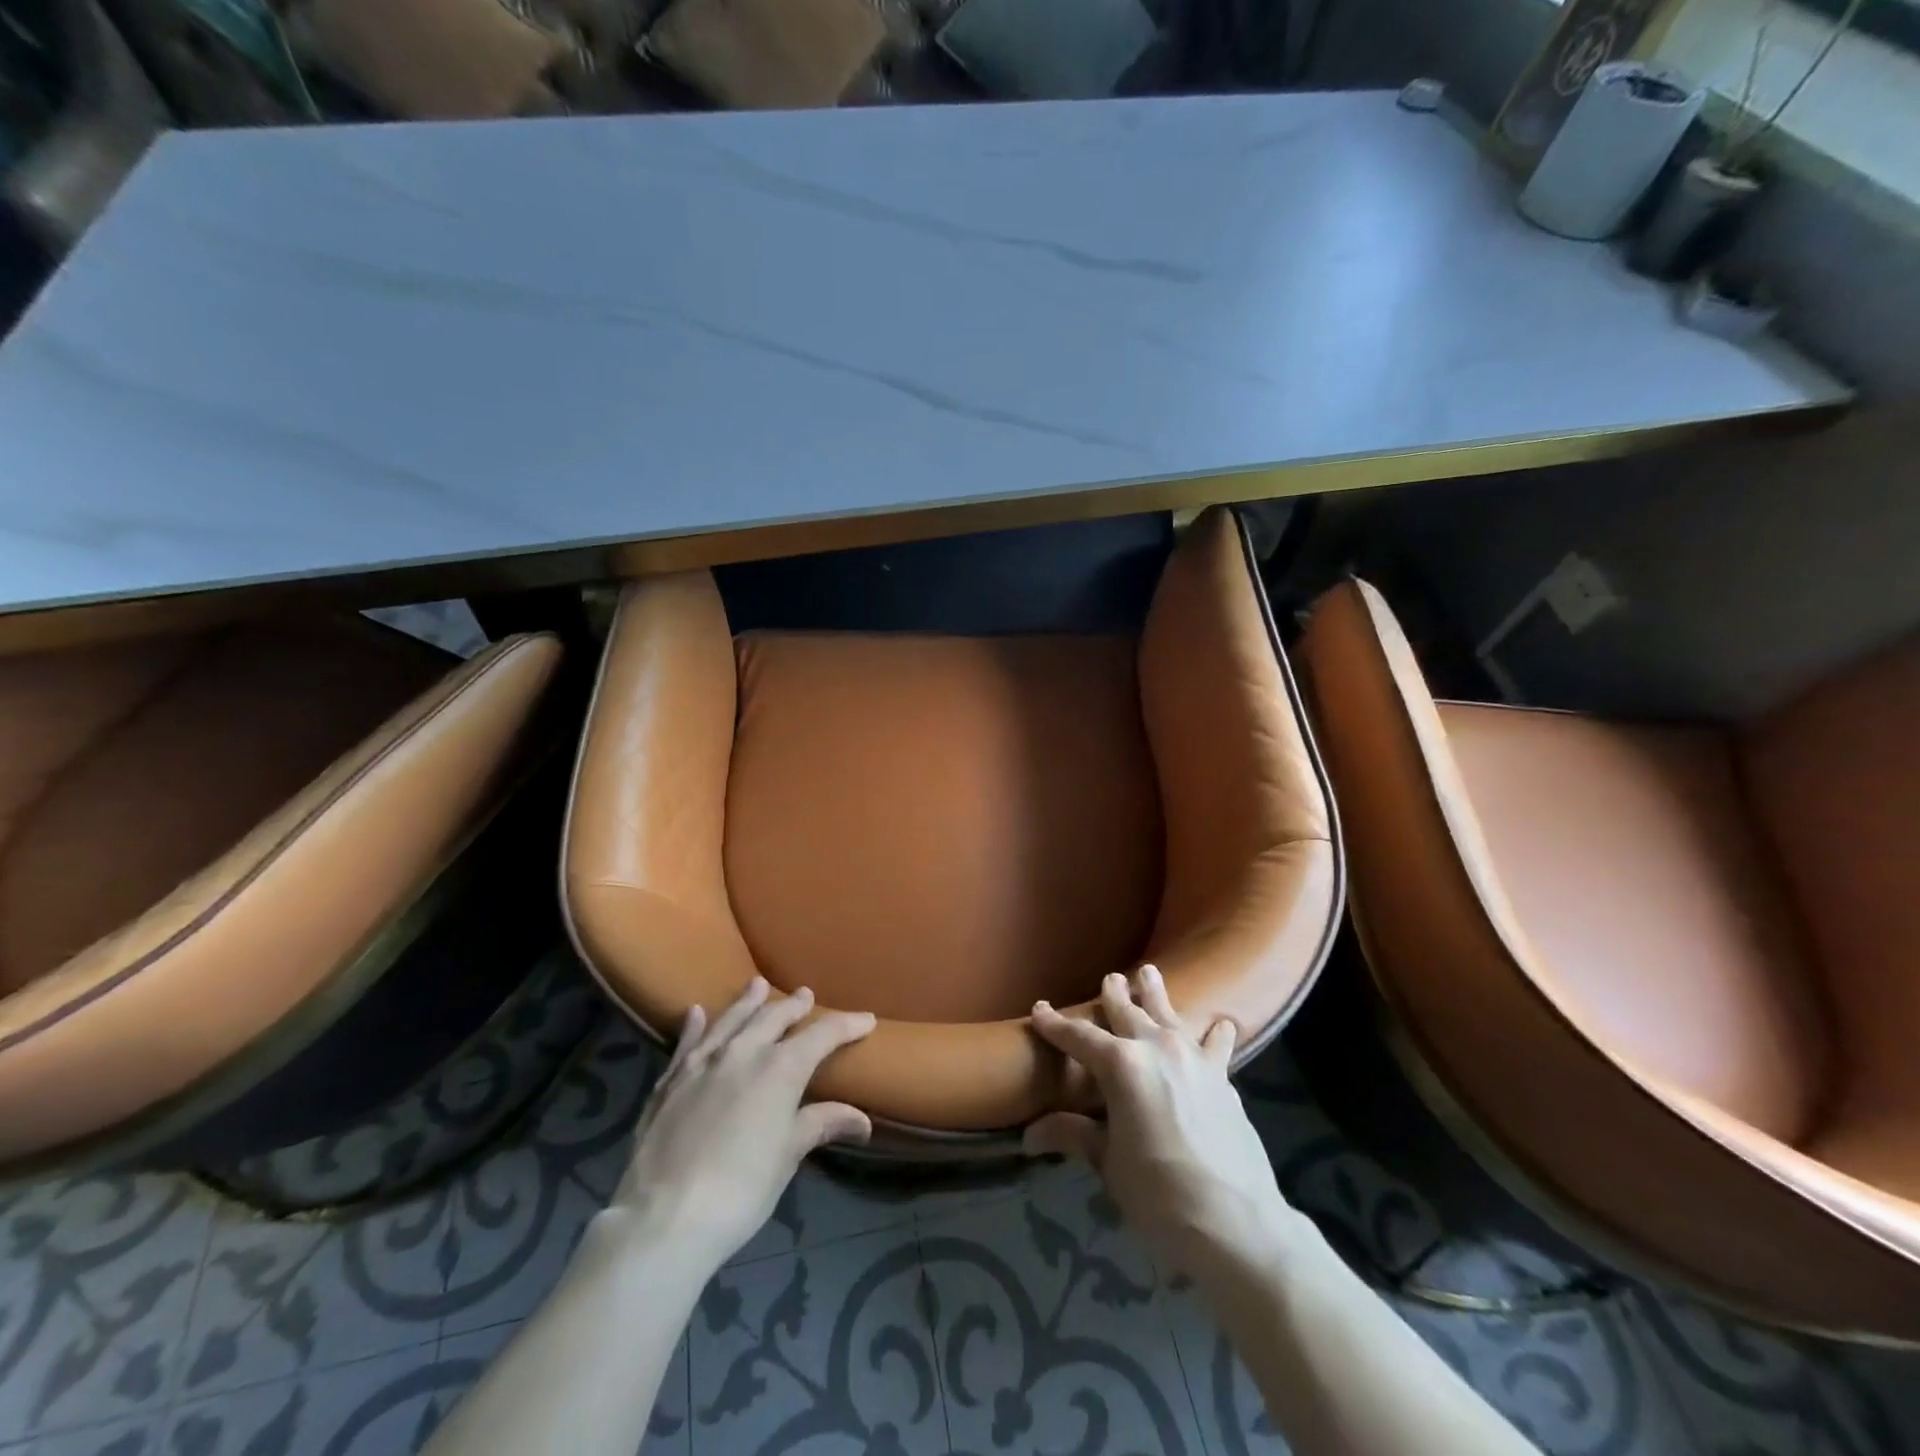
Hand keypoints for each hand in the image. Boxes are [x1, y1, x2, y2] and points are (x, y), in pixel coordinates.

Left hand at [610, 978, 876, 1266]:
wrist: (664, 1217)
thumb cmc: (741, 1188)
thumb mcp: (788, 1156)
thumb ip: (821, 1124)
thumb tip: (862, 1119)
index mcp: (780, 1068)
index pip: (822, 1035)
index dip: (847, 1025)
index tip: (866, 1020)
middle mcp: (742, 1052)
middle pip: (773, 1017)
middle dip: (794, 1006)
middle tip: (806, 995)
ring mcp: (702, 1064)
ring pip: (730, 1020)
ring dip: (747, 1002)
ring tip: (758, 985)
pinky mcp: (669, 1082)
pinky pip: (686, 1044)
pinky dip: (694, 1027)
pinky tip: (696, 1013)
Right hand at [1026, 967, 1293, 1278]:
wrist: (1235, 1221)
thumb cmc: (1159, 1193)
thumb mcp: (1109, 1164)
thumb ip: (1075, 1136)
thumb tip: (1029, 1135)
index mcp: (1121, 1065)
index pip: (1079, 1037)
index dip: (1055, 1023)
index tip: (1039, 1009)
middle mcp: (1156, 1048)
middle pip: (1129, 1011)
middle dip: (1114, 994)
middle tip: (1109, 978)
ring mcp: (1194, 1058)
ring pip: (1170, 1014)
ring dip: (1157, 993)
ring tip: (1150, 972)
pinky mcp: (1223, 1077)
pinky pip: (1216, 1043)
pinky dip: (1214, 1032)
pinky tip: (1221, 1025)